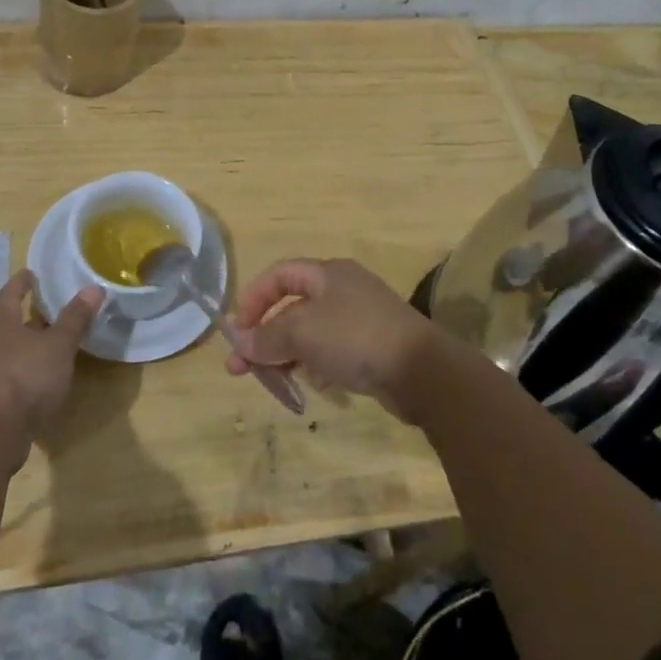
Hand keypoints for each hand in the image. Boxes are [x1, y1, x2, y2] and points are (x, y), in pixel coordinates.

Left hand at [0, 270, 103, 435]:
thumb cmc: (26, 377)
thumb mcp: (58, 345)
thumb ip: (75, 318)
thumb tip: (94, 287)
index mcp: (2, 325)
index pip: (8, 295)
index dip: (19, 283)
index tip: (29, 273)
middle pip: (7, 325)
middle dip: (26, 317)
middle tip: (48, 310)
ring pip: (8, 353)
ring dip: (27, 348)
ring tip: (50, 347)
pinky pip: (10, 379)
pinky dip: (25, 375)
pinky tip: (41, 383)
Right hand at [227, 259, 447, 421]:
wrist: (422, 372)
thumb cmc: (356, 337)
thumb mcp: (302, 333)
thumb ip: (267, 337)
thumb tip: (240, 344)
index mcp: (328, 274)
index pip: (280, 275)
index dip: (254, 298)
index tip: (238, 329)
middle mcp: (343, 290)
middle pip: (292, 307)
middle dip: (264, 336)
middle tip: (242, 367)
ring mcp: (360, 320)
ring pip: (310, 333)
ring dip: (285, 354)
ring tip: (270, 381)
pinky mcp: (371, 348)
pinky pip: (330, 352)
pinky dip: (311, 365)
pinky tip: (303, 385)